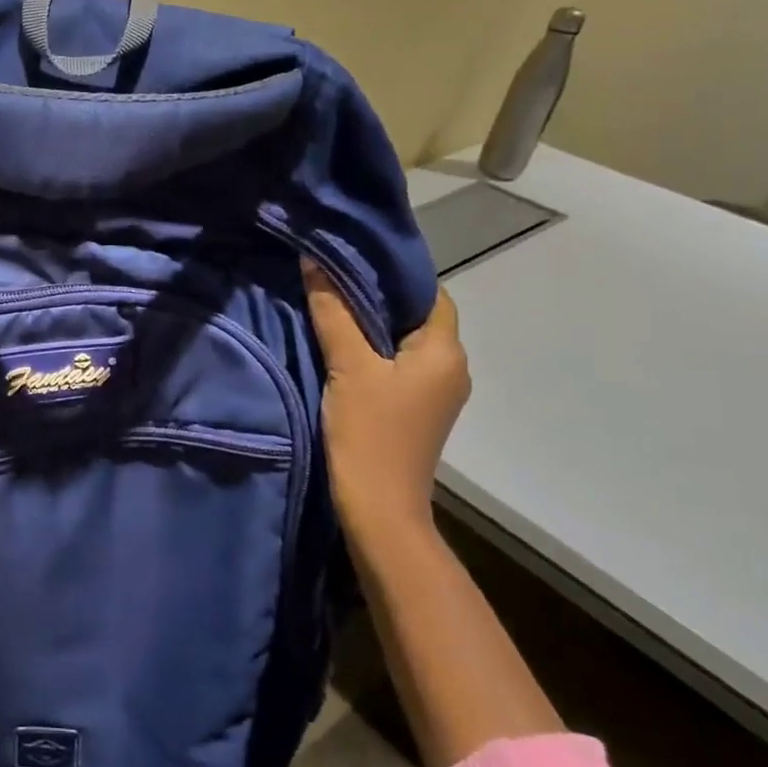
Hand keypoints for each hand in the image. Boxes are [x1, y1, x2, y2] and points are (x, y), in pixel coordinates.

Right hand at [304, 266, 469, 540]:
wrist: (378, 508)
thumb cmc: (370, 432)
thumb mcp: (348, 366)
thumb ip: (333, 312)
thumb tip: (316, 260)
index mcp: (445, 351)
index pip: (429, 293)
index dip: (393, 273)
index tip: (351, 258)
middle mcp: (451, 368)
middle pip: (415, 317)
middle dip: (376, 297)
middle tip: (330, 278)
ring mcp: (434, 393)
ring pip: (403, 343)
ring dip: (371, 326)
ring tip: (329, 307)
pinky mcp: (414, 411)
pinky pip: (396, 366)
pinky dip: (372, 352)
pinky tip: (339, 348)